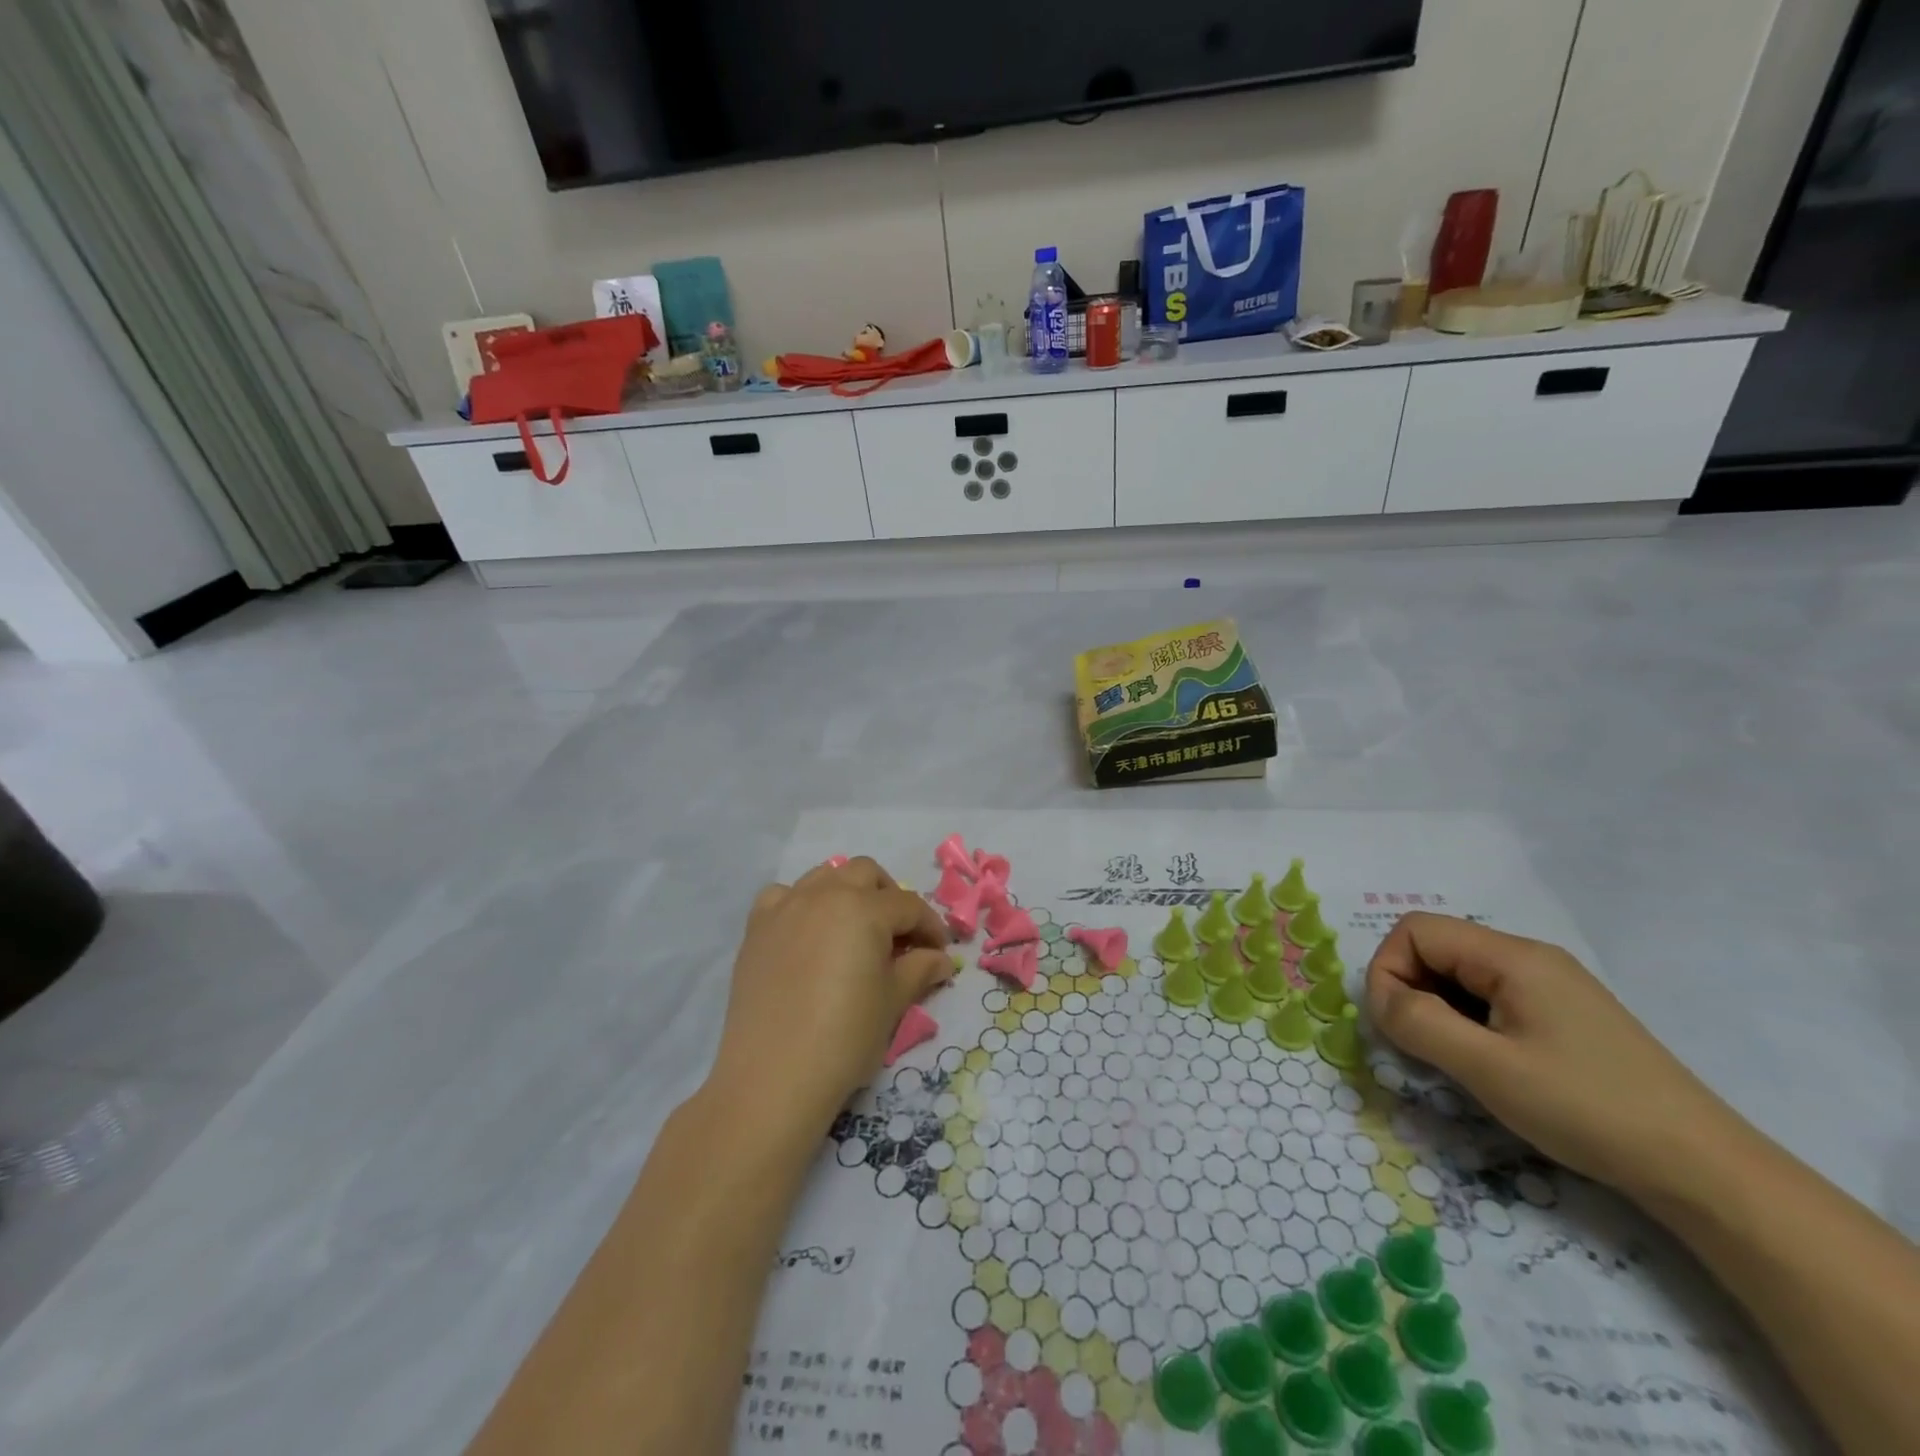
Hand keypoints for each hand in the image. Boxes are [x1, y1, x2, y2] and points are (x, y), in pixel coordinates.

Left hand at [707, 857, 951, 1135]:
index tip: (939, 953)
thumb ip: (919, 970)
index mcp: (864, 908)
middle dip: (889, 897)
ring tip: (855, 930)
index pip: (909, 905)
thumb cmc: (845, 1037)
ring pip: (824, 876)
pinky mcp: (757, 928)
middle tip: (899, 936)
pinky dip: (801, 903)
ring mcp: (786, 907)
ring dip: (847, 893)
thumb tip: (941, 960)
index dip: (930, 927)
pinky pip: (783, 896)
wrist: (773, 1076)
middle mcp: (824, 894)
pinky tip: (808, 933)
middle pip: (865, 873)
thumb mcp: (892, 1002)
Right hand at [1365, 913, 1738, 1201]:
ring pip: (1461, 975)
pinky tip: (1489, 1064)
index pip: (1416, 931)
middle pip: (1437, 948)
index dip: (1389, 969)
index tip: (1395, 1024)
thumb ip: (1418, 1022)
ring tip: (1455, 1061)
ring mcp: (1551, 985)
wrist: (1705, 1171)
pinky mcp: (1564, 1015)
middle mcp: (1530, 957)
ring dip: (1440, 1009)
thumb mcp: (1487, 1068)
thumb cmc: (1587, 1110)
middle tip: (1421, 1047)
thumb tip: (1380, 1000)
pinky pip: (1491, 998)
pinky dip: (1469, 1022)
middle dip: (1412, 990)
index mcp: (1512, 956)